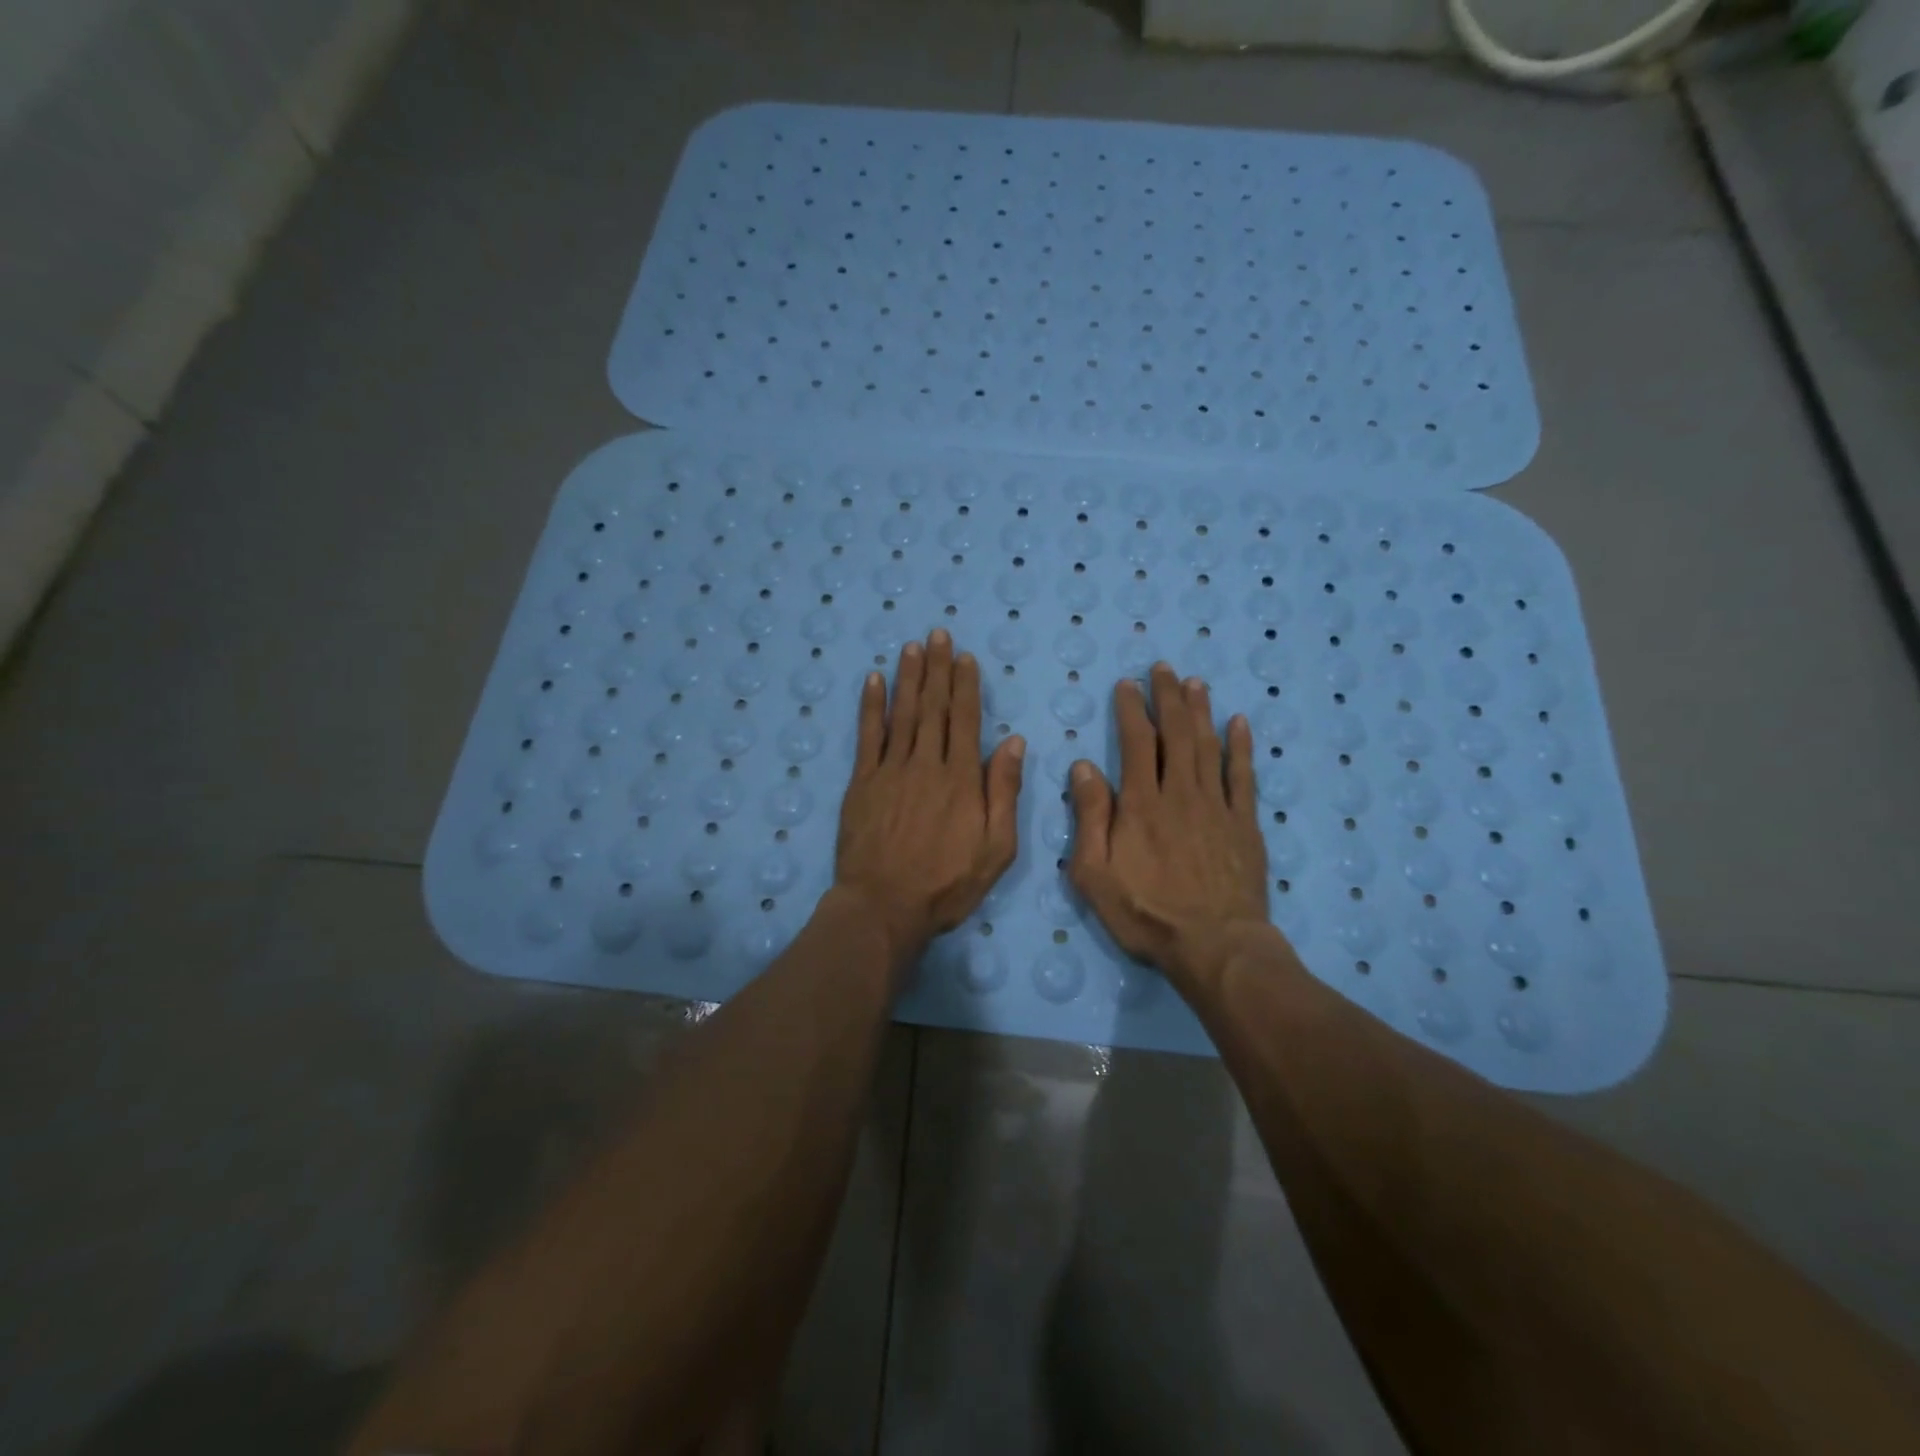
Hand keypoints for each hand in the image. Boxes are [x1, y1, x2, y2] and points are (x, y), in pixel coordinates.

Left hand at [833, 630, 1025, 967]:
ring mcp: (891, 770)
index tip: (965, 657)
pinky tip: (874, 681)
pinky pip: (867, 736)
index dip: (966, 686)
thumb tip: (1014, 742)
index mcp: (962, 779)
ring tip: (912, 647)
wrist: (884, 906)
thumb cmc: (947, 884)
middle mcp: (927, 764)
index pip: (966, 720)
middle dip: (937, 668)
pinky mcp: (862, 783)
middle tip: (937, 634)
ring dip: (908, 677)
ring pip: (902, 714)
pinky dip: (871, 706)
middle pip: (934, 707)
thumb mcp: (996, 848)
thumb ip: (1004, 792)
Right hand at [1067, 663, 1272, 995]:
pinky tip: (1239, 723)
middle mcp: (1180, 793)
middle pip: (1174, 734)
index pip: (1135, 743)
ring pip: (1207, 746)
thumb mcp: (1094, 873)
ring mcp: (1217, 806)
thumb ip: (1089, 817)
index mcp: (1140, 804)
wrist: (1214, 945)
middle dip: (1167, 698)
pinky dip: (1241, 747)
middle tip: (1163, 668)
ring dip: (1200, 711)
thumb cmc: (1145, 914)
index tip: (1127, 685)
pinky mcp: (1244, 824)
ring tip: (1195, 682)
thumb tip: (1083, 766)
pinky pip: (1243, 776)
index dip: (1130, 710)